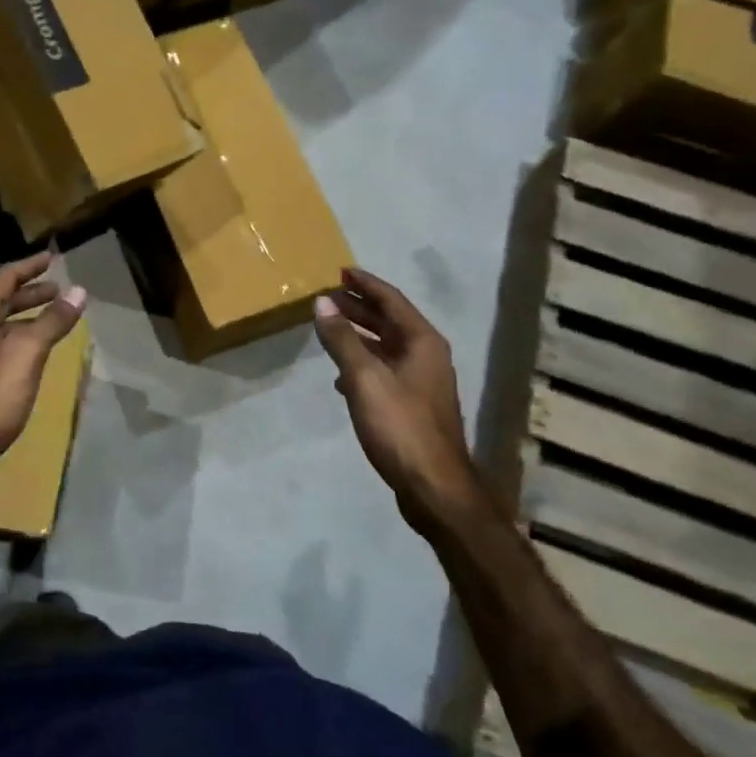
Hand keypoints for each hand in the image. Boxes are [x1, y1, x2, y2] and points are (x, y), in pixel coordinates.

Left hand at [0, 254, 86, 497]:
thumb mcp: (27, 353)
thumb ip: (52, 320)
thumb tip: (78, 291)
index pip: (7, 277)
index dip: (32, 266)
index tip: (53, 257)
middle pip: (2, 299)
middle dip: (31, 292)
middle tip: (59, 288)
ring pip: (1, 322)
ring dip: (26, 315)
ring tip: (54, 315)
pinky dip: (20, 336)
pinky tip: (36, 350)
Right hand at [313, 267, 481, 533]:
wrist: (432, 485)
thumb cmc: (400, 425)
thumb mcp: (364, 378)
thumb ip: (342, 339)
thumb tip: (322, 303)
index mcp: (422, 342)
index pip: (391, 300)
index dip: (365, 284)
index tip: (341, 271)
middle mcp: (427, 355)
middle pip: (390, 321)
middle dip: (359, 307)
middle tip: (329, 296)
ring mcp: (421, 381)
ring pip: (386, 346)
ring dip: (359, 334)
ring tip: (330, 328)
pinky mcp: (412, 405)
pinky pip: (384, 370)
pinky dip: (362, 363)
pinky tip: (341, 376)